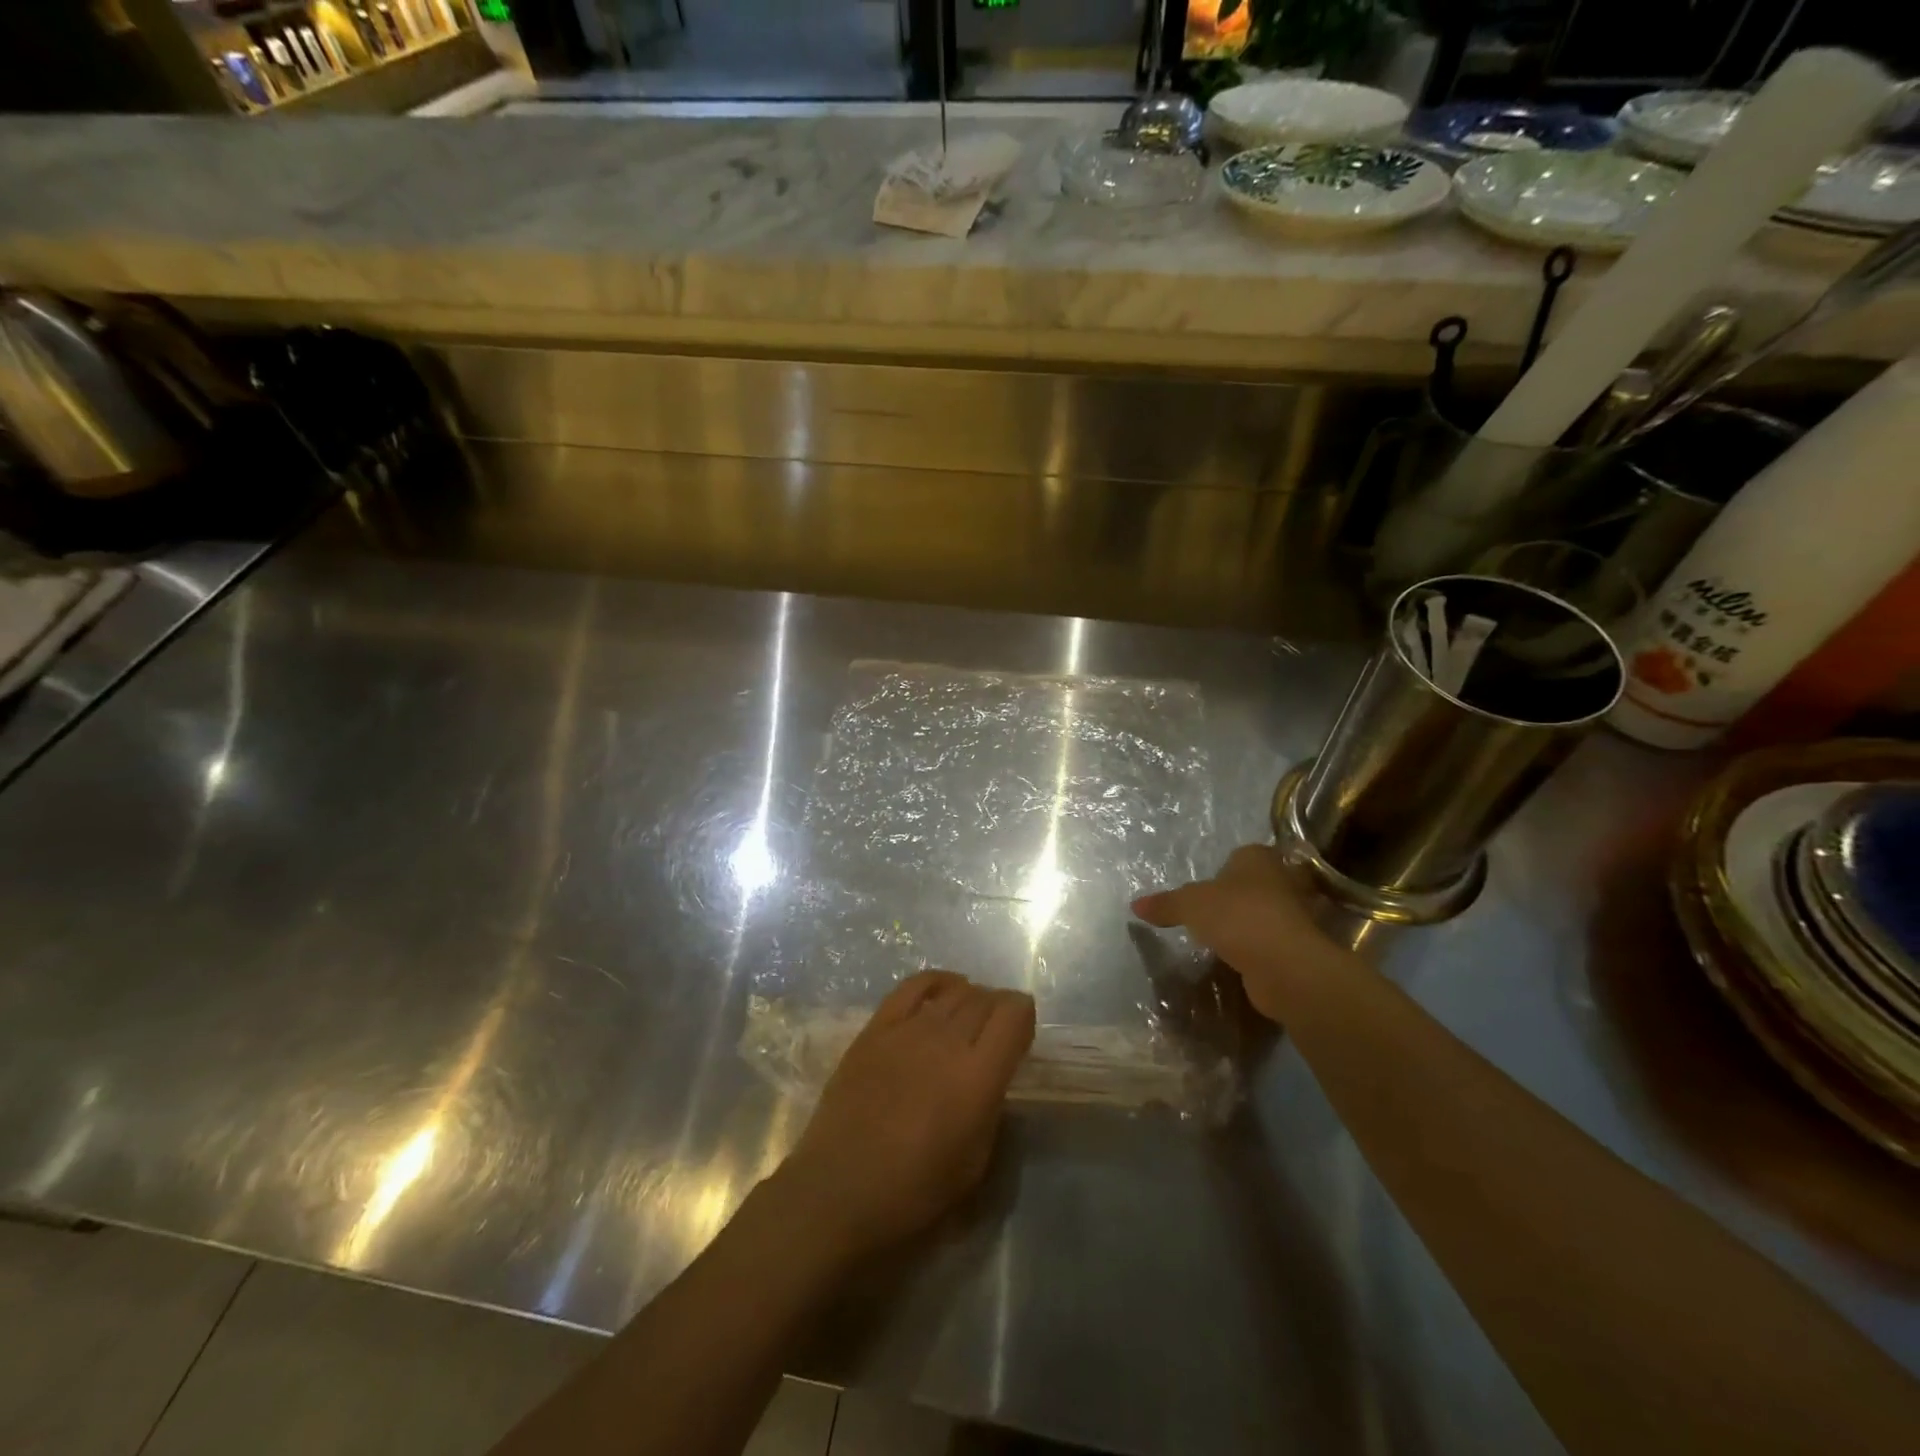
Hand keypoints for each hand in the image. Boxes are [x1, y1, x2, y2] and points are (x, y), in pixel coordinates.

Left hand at [775, 971, 1034, 1261]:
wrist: (838, 1191)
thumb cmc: (913, 1191)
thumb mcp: (975, 1162)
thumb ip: (992, 1107)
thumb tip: (993, 1074)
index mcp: (977, 1076)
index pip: (1014, 1014)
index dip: (1025, 1017)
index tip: (1022, 1035)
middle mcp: (946, 1041)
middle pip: (985, 998)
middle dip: (999, 1009)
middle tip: (996, 1032)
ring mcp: (908, 1029)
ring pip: (954, 991)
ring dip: (971, 999)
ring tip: (969, 1018)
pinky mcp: (876, 1027)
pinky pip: (913, 986)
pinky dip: (937, 982)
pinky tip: (944, 992)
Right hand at [1131, 844, 1350, 1022]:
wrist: (1283, 963)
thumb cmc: (1236, 916)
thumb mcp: (1189, 905)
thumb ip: (1165, 904)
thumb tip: (1135, 906)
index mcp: (1258, 858)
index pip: (1241, 855)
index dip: (1225, 868)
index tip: (1209, 886)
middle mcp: (1283, 880)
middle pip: (1258, 883)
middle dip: (1241, 895)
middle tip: (1215, 911)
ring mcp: (1296, 915)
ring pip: (1268, 913)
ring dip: (1251, 924)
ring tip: (1224, 937)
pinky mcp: (1298, 947)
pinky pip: (1272, 942)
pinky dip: (1259, 949)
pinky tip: (1239, 959)